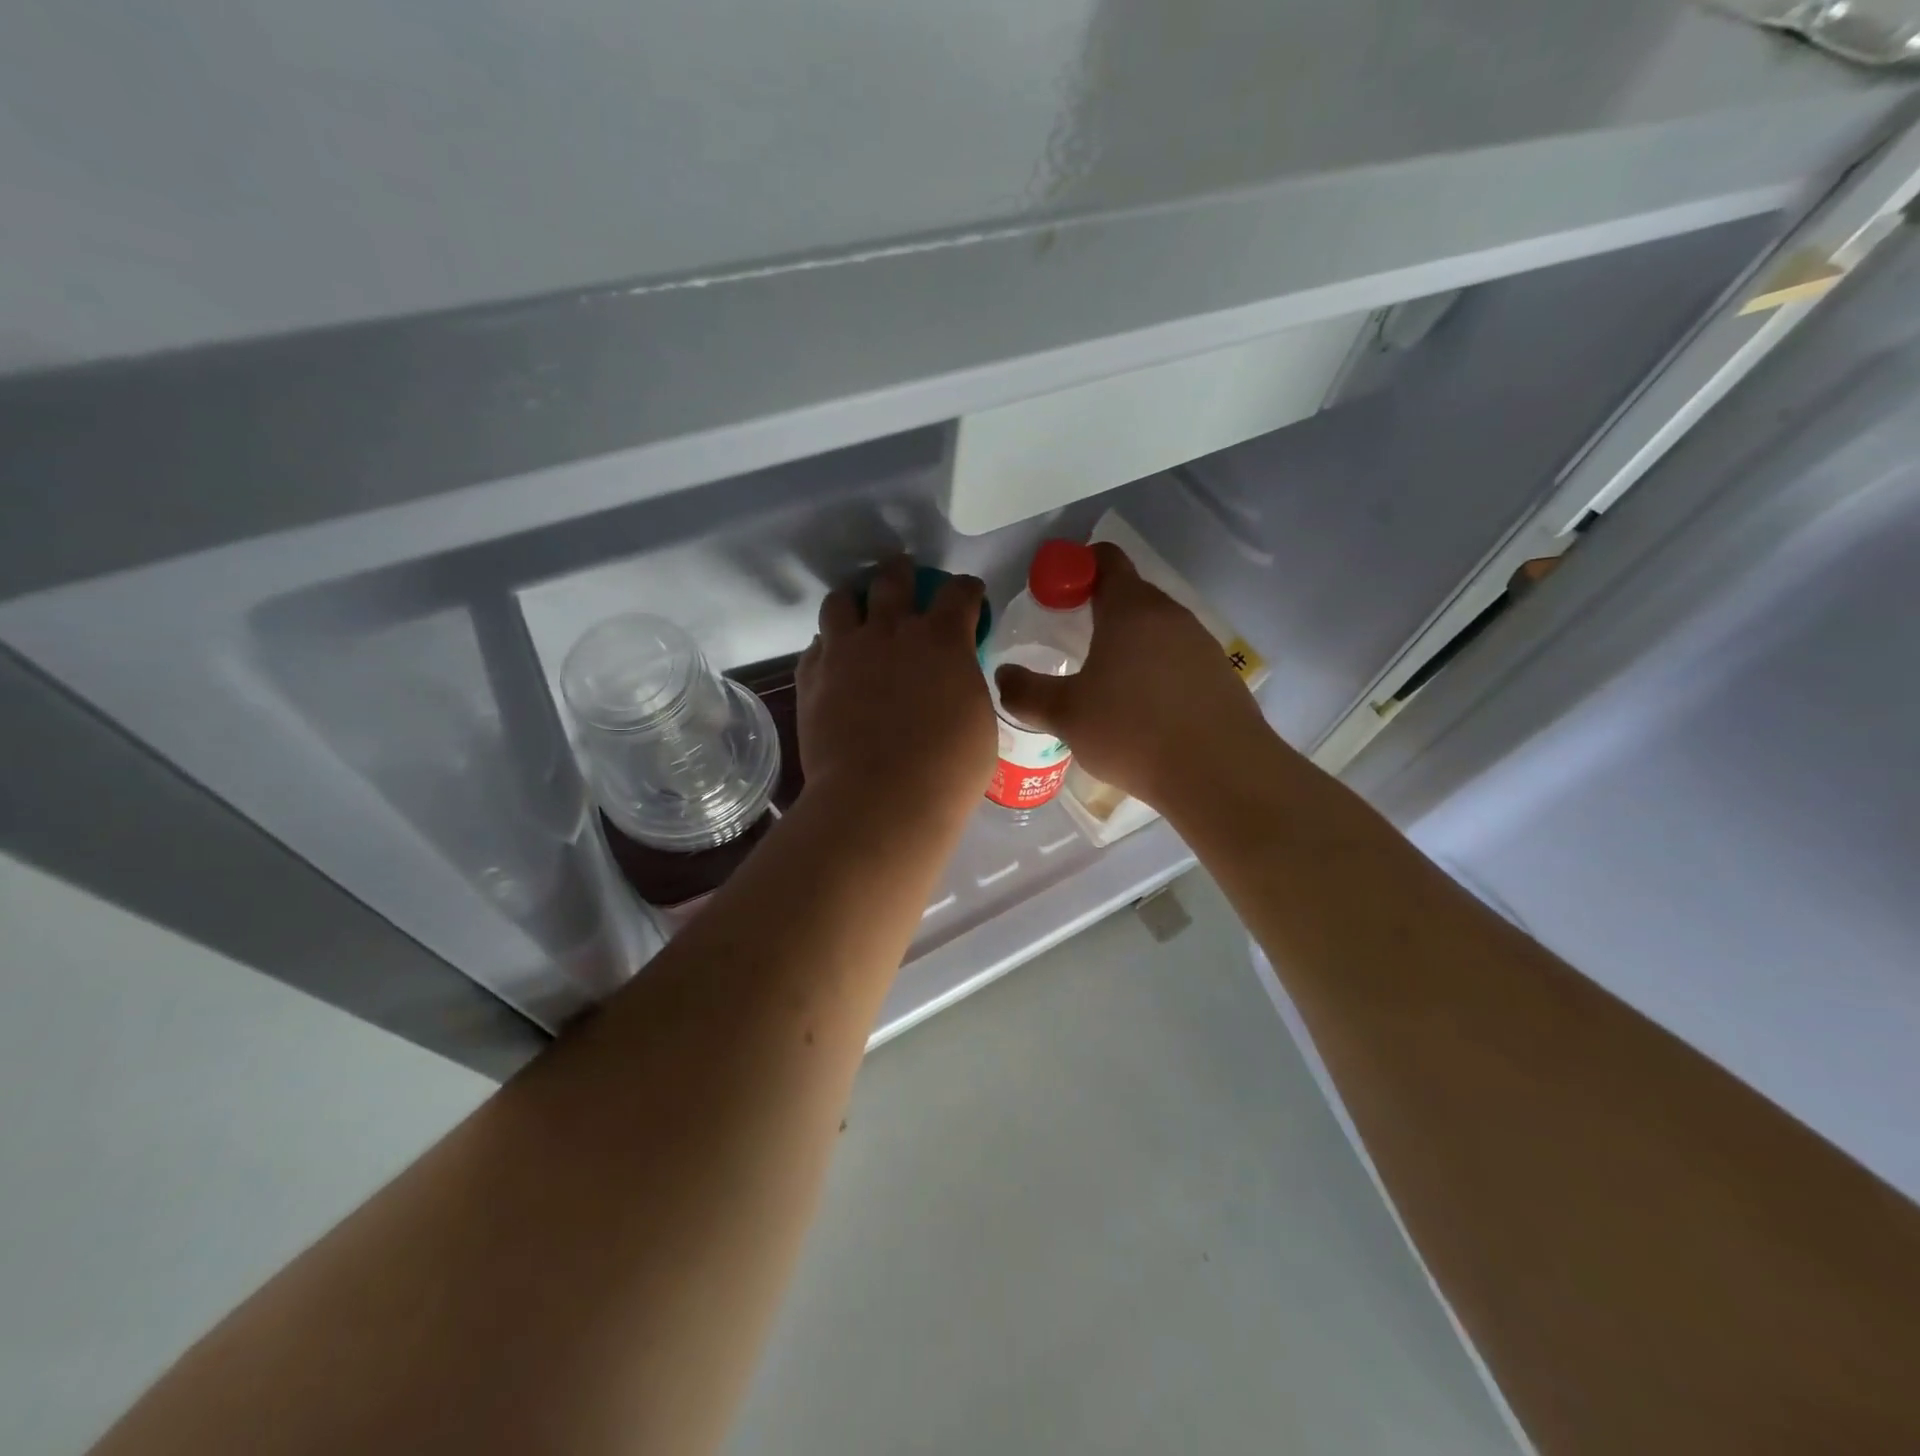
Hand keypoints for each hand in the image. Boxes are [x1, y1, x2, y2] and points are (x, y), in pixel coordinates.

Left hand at [797, 558, 996, 815]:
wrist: (880, 800)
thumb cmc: (947, 770)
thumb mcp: (978, 722)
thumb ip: (963, 687)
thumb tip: (953, 681)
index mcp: (942, 640)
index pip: (958, 592)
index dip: (966, 589)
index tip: (968, 594)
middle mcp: (891, 632)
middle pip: (892, 579)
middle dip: (902, 572)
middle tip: (903, 576)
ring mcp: (845, 652)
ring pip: (840, 602)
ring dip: (853, 602)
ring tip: (856, 612)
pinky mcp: (812, 678)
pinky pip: (815, 646)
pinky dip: (827, 647)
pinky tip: (833, 660)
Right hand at [994, 542, 1271, 809]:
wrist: (1219, 773)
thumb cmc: (1133, 731)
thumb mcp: (1066, 714)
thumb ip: (1026, 692)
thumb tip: (1002, 676)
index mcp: (1130, 609)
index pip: (1105, 559)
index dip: (1076, 568)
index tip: (1055, 596)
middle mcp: (1170, 615)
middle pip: (1130, 594)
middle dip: (1098, 610)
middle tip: (1070, 643)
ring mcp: (1201, 643)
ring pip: (1156, 629)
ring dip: (1129, 643)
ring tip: (1105, 683)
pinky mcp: (1220, 674)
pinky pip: (1177, 658)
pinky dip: (1155, 670)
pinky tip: (1143, 709)